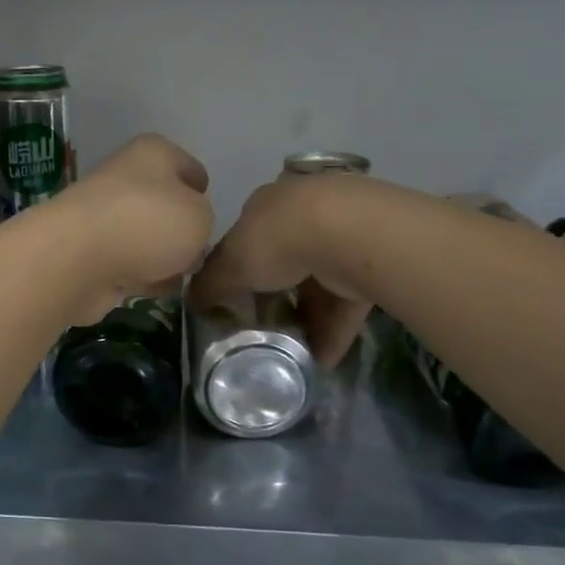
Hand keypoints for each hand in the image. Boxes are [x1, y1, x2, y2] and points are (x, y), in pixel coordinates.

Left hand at [53, 135, 213, 322]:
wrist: (78, 259)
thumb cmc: (148, 223)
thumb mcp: (200, 217)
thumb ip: (203, 222)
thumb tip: (185, 239)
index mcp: (153, 154)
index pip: (189, 167)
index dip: (202, 191)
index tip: (211, 217)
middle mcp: (125, 178)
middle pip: (165, 205)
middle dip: (183, 232)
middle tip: (198, 255)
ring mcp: (104, 217)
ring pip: (146, 238)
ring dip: (163, 259)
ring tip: (178, 277)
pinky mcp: (90, 253)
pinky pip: (127, 265)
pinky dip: (139, 278)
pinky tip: (151, 290)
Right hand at [191, 176, 373, 365]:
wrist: (349, 235)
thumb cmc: (276, 240)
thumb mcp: (230, 264)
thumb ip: (210, 284)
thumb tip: (192, 301)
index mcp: (269, 204)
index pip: (248, 237)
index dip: (239, 270)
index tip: (235, 301)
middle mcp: (306, 212)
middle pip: (285, 261)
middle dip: (274, 298)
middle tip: (263, 331)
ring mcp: (343, 235)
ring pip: (318, 284)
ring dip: (306, 320)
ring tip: (292, 354)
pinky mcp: (371, 262)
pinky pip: (347, 302)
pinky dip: (333, 331)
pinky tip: (322, 360)